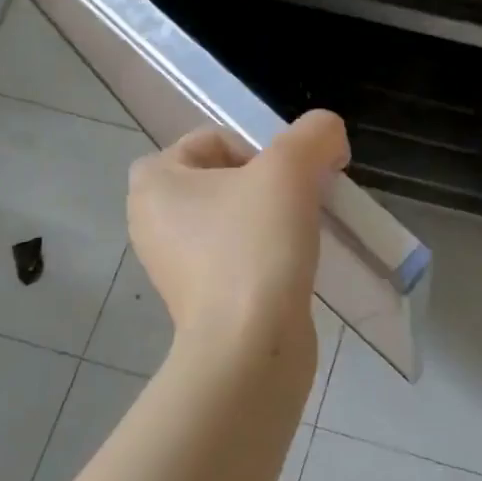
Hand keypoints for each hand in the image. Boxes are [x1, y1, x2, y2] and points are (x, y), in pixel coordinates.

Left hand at [127, 111, 348, 354]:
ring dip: (272, 219)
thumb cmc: (255, 245)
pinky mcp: (201, 301)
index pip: (213, 140)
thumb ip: (315, 134)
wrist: (249, 347)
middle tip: (299, 205)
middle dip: (270, 185)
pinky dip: (267, 255)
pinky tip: (293, 267)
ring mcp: (175, 266)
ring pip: (235, 220)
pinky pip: (239, 257)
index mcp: (153, 183)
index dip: (260, 150)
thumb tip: (329, 136)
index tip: (288, 181)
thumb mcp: (291, 168)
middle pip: (227, 179)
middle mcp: (152, 222)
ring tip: (300, 237)